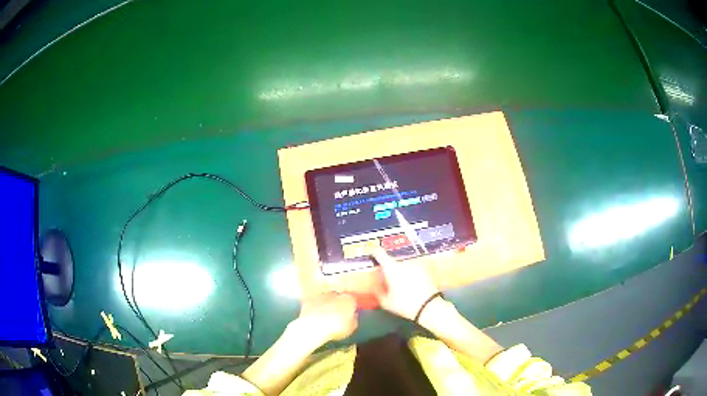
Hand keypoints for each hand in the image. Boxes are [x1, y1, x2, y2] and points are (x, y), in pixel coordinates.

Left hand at [295, 292, 357, 342]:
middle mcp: (335, 294)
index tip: (350, 315)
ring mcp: (321, 296)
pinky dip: (315, 308)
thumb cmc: (335, 328)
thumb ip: (354, 320)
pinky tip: (315, 317)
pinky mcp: (309, 300)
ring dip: (326, 305)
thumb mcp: (351, 328)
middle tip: (337, 317)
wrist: (313, 327)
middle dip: (338, 305)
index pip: (353, 301)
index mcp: (349, 300)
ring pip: (326, 299)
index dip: (351, 309)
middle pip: (339, 298)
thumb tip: (353, 317)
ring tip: (325, 318)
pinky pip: (315, 303)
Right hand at [371, 247, 439, 320]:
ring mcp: (416, 264)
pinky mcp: (425, 269)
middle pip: (392, 262)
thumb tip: (375, 285)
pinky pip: (413, 269)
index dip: (374, 252)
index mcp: (392, 268)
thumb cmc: (405, 304)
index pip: (380, 253)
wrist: (429, 306)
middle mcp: (404, 263)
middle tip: (388, 281)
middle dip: (389, 270)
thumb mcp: (386, 302)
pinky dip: (411, 274)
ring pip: (404, 266)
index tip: (372, 254)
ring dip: (401, 272)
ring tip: (402, 285)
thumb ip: (377, 291)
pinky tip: (412, 285)